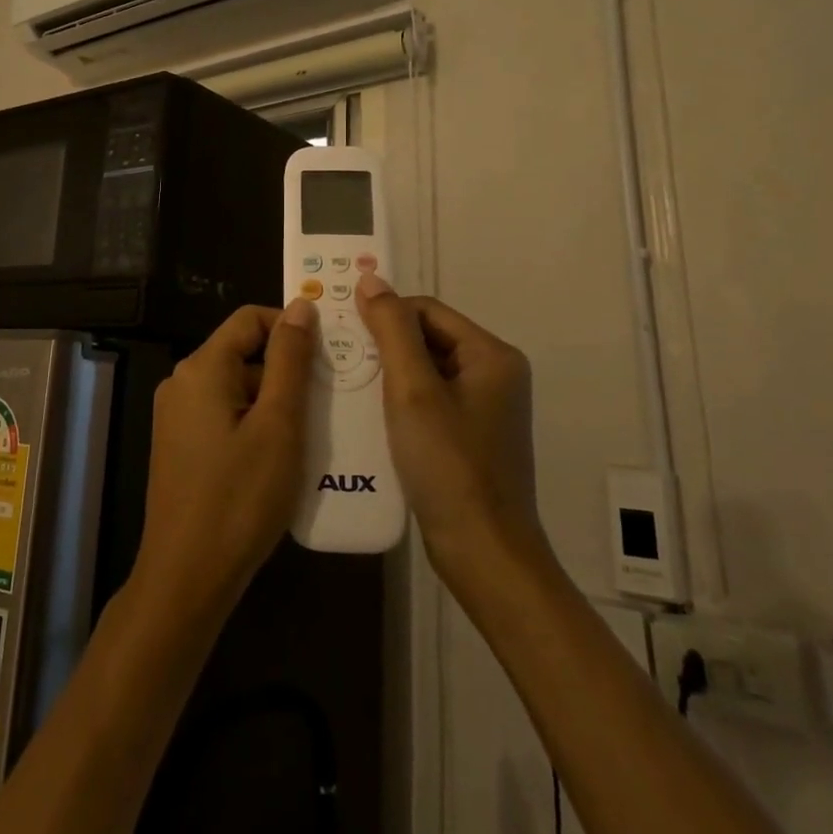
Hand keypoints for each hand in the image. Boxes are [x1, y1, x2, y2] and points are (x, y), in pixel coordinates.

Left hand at [129, 300, 317, 622]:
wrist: (187, 576)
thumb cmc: (240, 498)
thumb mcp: (278, 425)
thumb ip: (290, 361)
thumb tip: (301, 307)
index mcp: (201, 367)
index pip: (250, 319)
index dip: (290, 327)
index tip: (328, 354)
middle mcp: (182, 382)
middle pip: (242, 352)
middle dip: (286, 370)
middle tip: (327, 400)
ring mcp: (177, 415)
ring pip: (236, 386)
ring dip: (273, 401)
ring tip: (311, 432)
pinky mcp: (180, 444)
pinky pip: (223, 414)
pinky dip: (254, 422)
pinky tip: (281, 455)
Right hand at [354, 273, 543, 581]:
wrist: (483, 554)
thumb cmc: (448, 465)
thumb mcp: (413, 390)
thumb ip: (391, 330)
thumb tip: (371, 280)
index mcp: (491, 355)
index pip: (427, 309)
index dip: (384, 314)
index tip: (343, 330)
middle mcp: (494, 374)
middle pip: (427, 338)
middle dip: (383, 345)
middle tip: (338, 357)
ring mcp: (484, 408)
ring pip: (424, 371)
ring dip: (387, 374)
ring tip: (346, 383)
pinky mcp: (470, 437)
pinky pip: (428, 401)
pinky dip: (398, 401)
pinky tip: (368, 415)